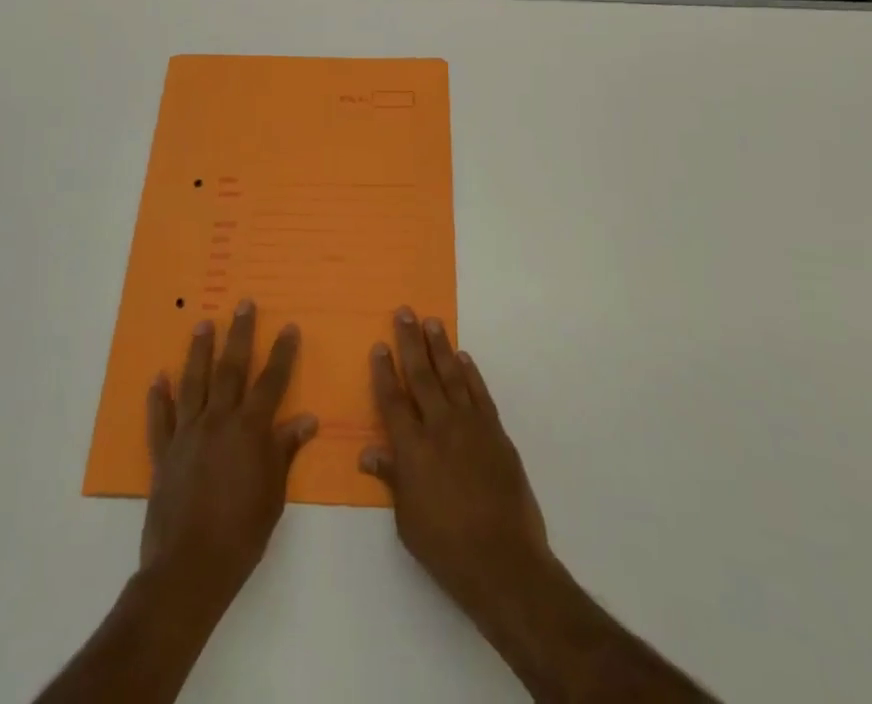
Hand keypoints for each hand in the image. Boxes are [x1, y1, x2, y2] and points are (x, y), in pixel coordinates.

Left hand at [141, 299, 317, 603]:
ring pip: (194, 382)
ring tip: (203, 323)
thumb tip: (306, 420)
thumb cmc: (241, 533)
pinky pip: (160, 419)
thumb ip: (285, 451)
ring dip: (199, 351)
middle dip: (240, 334)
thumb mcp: (274, 494)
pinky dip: (158, 398)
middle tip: (243, 304)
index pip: (271, 381)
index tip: (290, 327)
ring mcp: (188, 434)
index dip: (282, 353)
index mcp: (250, 429)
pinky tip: (157, 378)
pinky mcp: (164, 453)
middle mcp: (218, 420)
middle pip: (231, 368)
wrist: (189, 568)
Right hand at [360, 308, 551, 621]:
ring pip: (452, 375)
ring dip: (441, 347)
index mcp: (412, 449)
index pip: (392, 400)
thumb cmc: (446, 547)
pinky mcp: (495, 432)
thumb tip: (368, 453)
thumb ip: (391, 479)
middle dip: (410, 342)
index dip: (384, 371)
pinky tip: (463, 358)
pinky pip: (479, 393)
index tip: (379, 346)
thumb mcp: (407, 519)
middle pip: (421, 375)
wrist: (503, 560)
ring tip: (432, 322)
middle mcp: (439, 427)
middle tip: (405, 312)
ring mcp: (470, 426)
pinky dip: (470, 373)